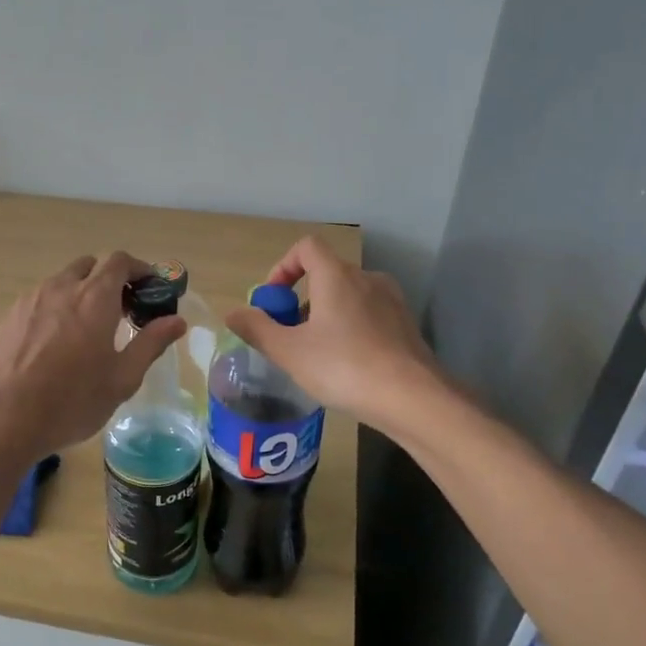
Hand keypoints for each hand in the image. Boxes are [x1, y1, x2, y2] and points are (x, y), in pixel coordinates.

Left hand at [0, 252, 186, 459]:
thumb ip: (151, 343)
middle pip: (90, 265)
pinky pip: (40, 299)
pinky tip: (56, 342)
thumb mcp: (122, 378)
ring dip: (81, 292)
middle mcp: (62, 287)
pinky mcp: (10, 316)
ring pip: (62, 281)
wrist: (3, 418)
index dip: (139, 269)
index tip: (150, 288)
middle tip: (121, 309)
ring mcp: (31, 300)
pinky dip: (57, 307)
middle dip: (109, 279)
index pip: (120, 261)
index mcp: (95, 298)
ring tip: (88, 328)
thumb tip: (177, 320)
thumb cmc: (72, 400)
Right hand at [224, 236, 444, 434]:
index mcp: (337, 276)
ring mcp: (392, 302)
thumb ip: (257, 329)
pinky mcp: (406, 326)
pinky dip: (351, 329)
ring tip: (317, 355)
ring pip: (349, 297)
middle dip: (302, 300)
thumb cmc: (344, 367)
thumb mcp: (289, 352)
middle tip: (289, 336)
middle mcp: (367, 279)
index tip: (273, 301)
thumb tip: (232, 313)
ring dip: (327, 316)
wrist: (413, 398)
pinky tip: (348, 366)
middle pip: (326, 274)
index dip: (283, 267)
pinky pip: (369, 316)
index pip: (306, 247)